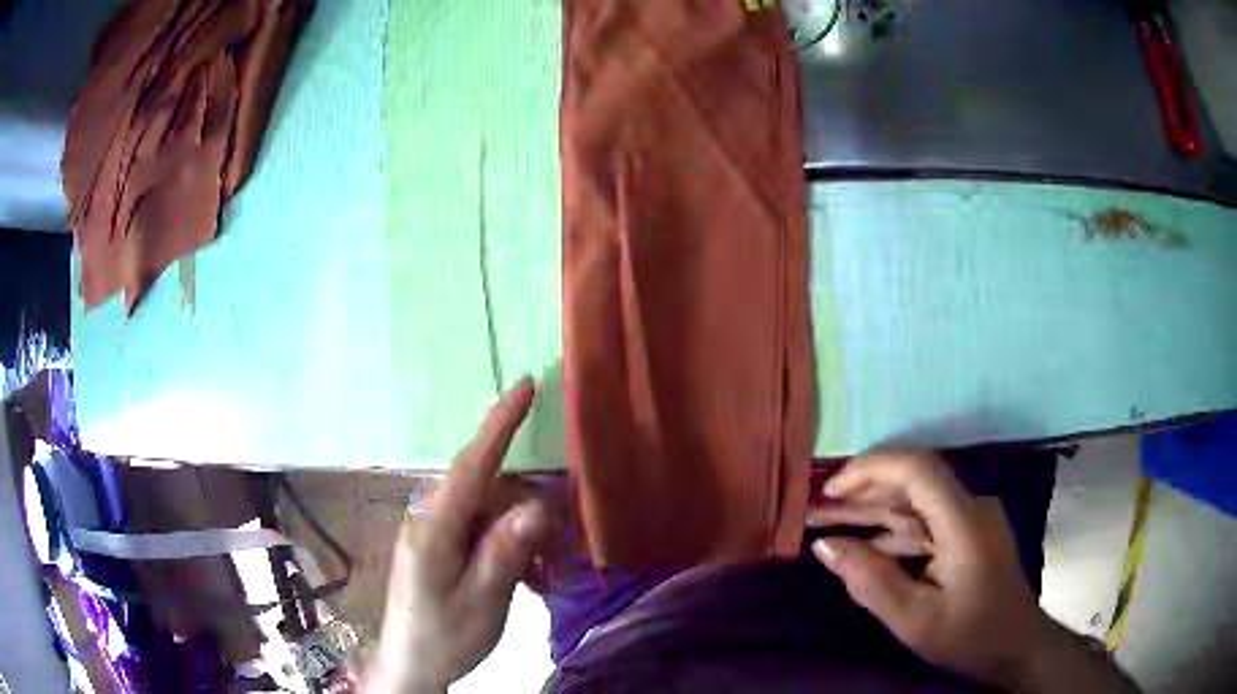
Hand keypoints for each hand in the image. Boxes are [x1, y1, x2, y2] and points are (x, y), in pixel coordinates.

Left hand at [364, 379, 558, 692]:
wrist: (411, 664)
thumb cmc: (444, 637)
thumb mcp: (483, 602)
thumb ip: (506, 553)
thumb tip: (537, 507)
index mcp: (435, 529)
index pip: (471, 465)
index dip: (499, 423)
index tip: (526, 385)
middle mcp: (430, 519)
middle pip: (491, 492)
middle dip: (532, 514)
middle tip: (561, 556)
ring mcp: (433, 531)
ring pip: (491, 512)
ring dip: (524, 538)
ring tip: (544, 578)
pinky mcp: (439, 545)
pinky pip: (481, 530)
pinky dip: (509, 548)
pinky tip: (526, 578)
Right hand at [809, 447, 1050, 687]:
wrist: (1018, 646)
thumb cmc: (970, 636)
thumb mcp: (914, 620)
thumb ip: (870, 581)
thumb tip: (823, 547)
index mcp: (963, 521)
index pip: (916, 469)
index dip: (870, 469)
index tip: (830, 491)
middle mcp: (970, 507)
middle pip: (913, 482)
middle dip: (862, 493)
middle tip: (817, 512)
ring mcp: (972, 519)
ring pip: (916, 504)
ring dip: (873, 514)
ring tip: (828, 525)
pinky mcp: (969, 534)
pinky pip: (926, 523)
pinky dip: (893, 533)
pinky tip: (865, 548)